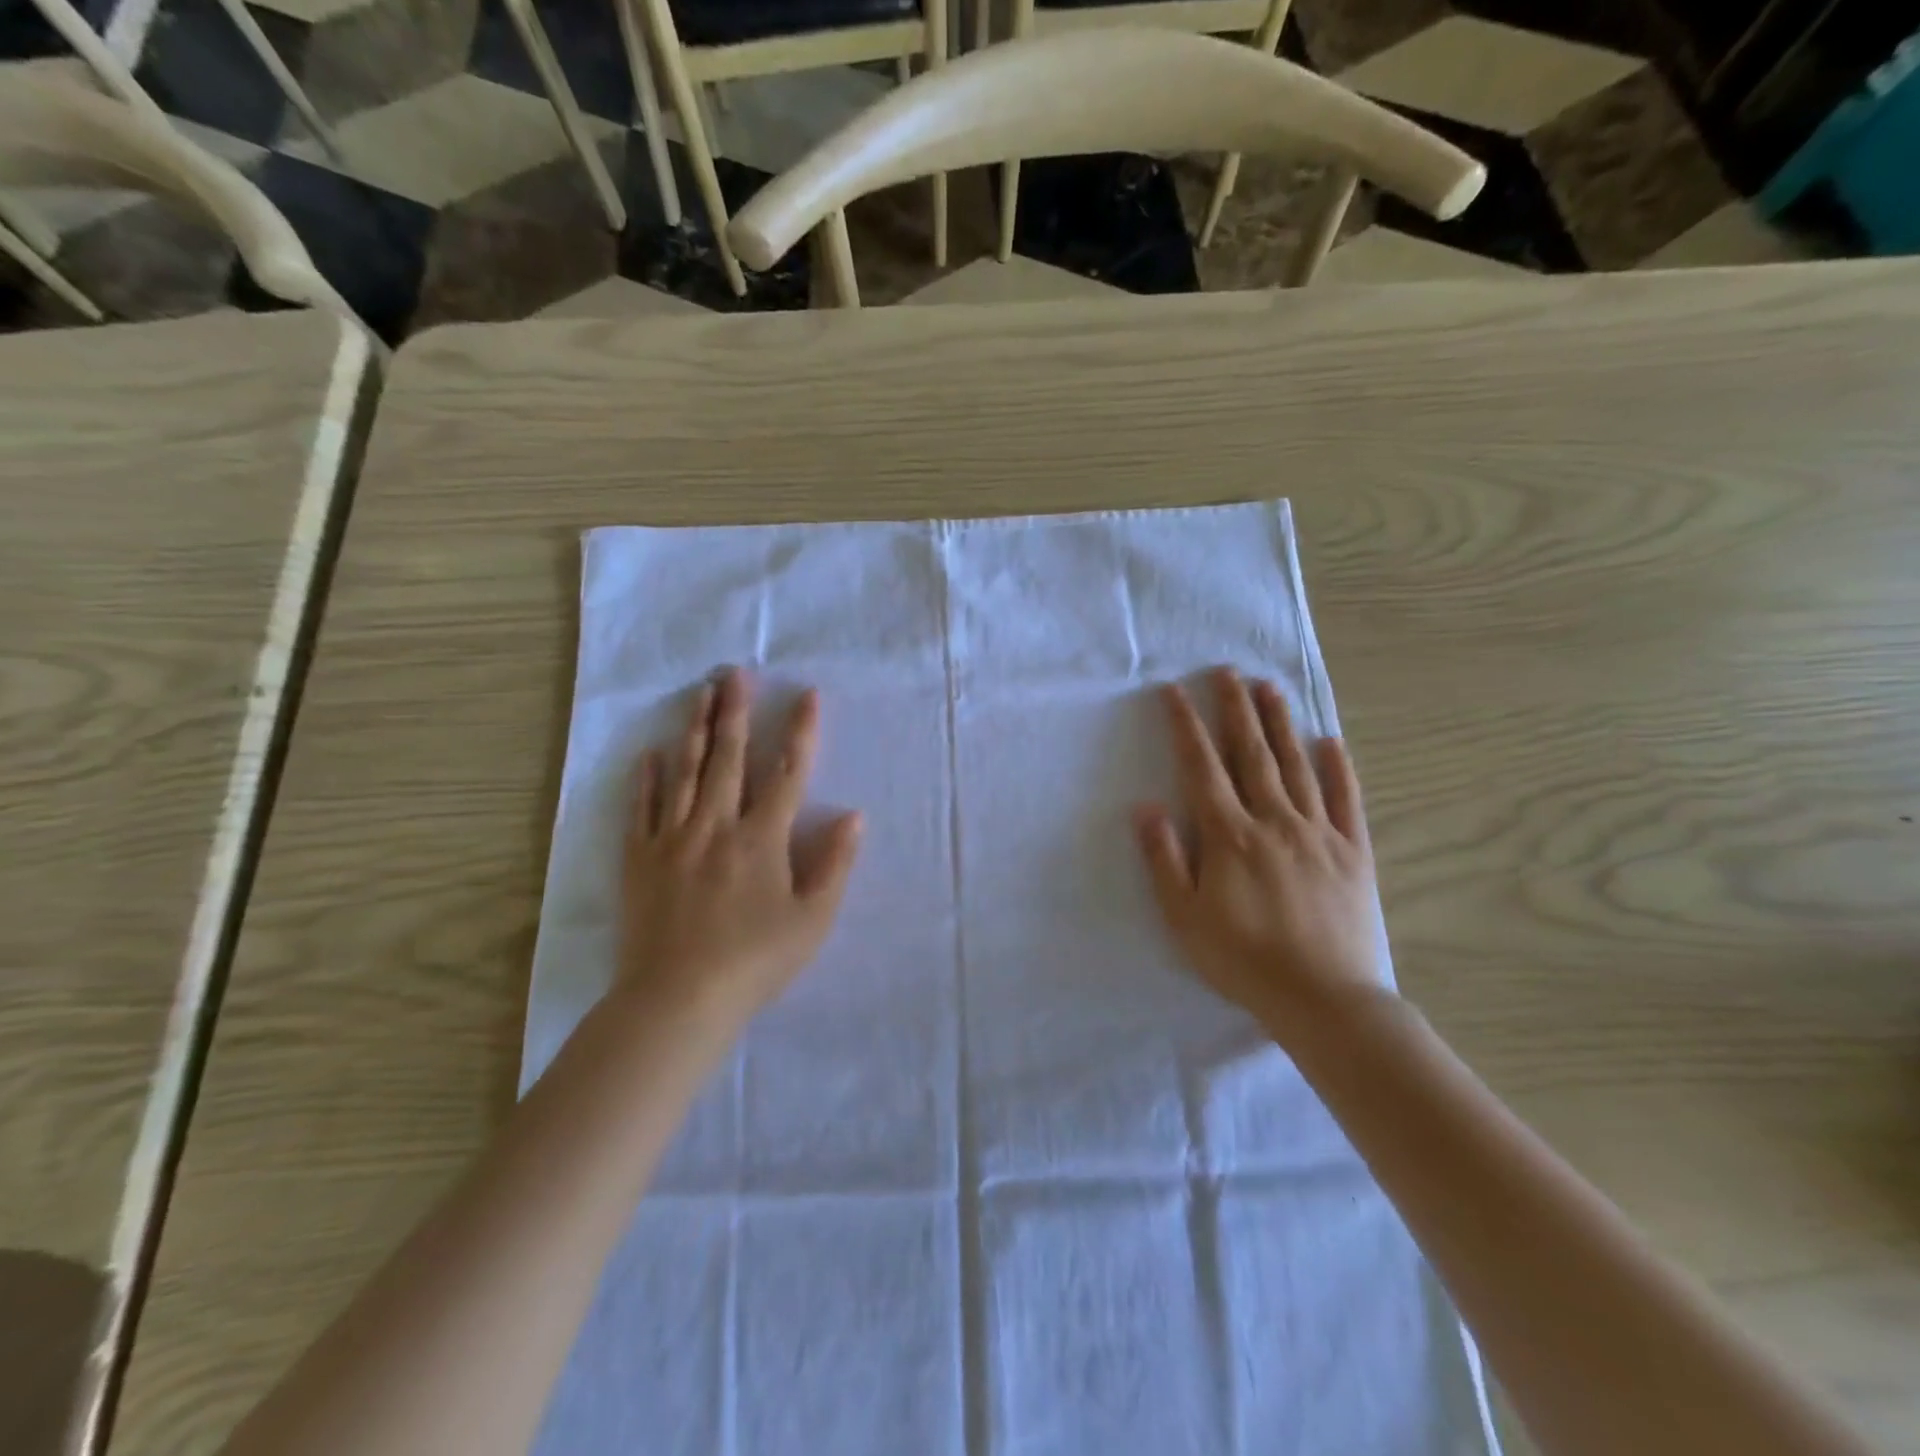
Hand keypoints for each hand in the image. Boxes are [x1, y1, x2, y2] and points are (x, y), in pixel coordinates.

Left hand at [620, 668, 861, 1026]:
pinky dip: (646, 779)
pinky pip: (642, 809)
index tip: (807, 695)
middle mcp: (716, 826)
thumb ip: (834, 864)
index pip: (788, 773)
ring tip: (699, 695)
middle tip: (734, 673)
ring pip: (685, 773)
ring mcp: (673, 840)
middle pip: (728, 758)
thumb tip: (854, 816)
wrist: (677, 1000)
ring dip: (695, 730)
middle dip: (735, 712)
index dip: (801, 732)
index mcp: (762, 839)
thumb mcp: (812, 920)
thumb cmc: (754, 961)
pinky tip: (650, 753)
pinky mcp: (640, 860)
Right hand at [1135, 668, 1384, 1033]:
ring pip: (1296, 765)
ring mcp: (1318, 833)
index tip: (1175, 692)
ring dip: (1280, 724)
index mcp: (1229, 836)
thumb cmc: (1243, 960)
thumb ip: (1164, 859)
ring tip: (1269, 688)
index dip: (1186, 726)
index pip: (1202, 767)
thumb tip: (1145, 807)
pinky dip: (1338, 768)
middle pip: (1251, 753)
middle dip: (1235, 708)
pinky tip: (1330, 742)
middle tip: (1228, 671)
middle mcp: (1273, 820)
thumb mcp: (1184, 917)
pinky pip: (1345, 800)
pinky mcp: (1352, 852)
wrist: (1324, 999)